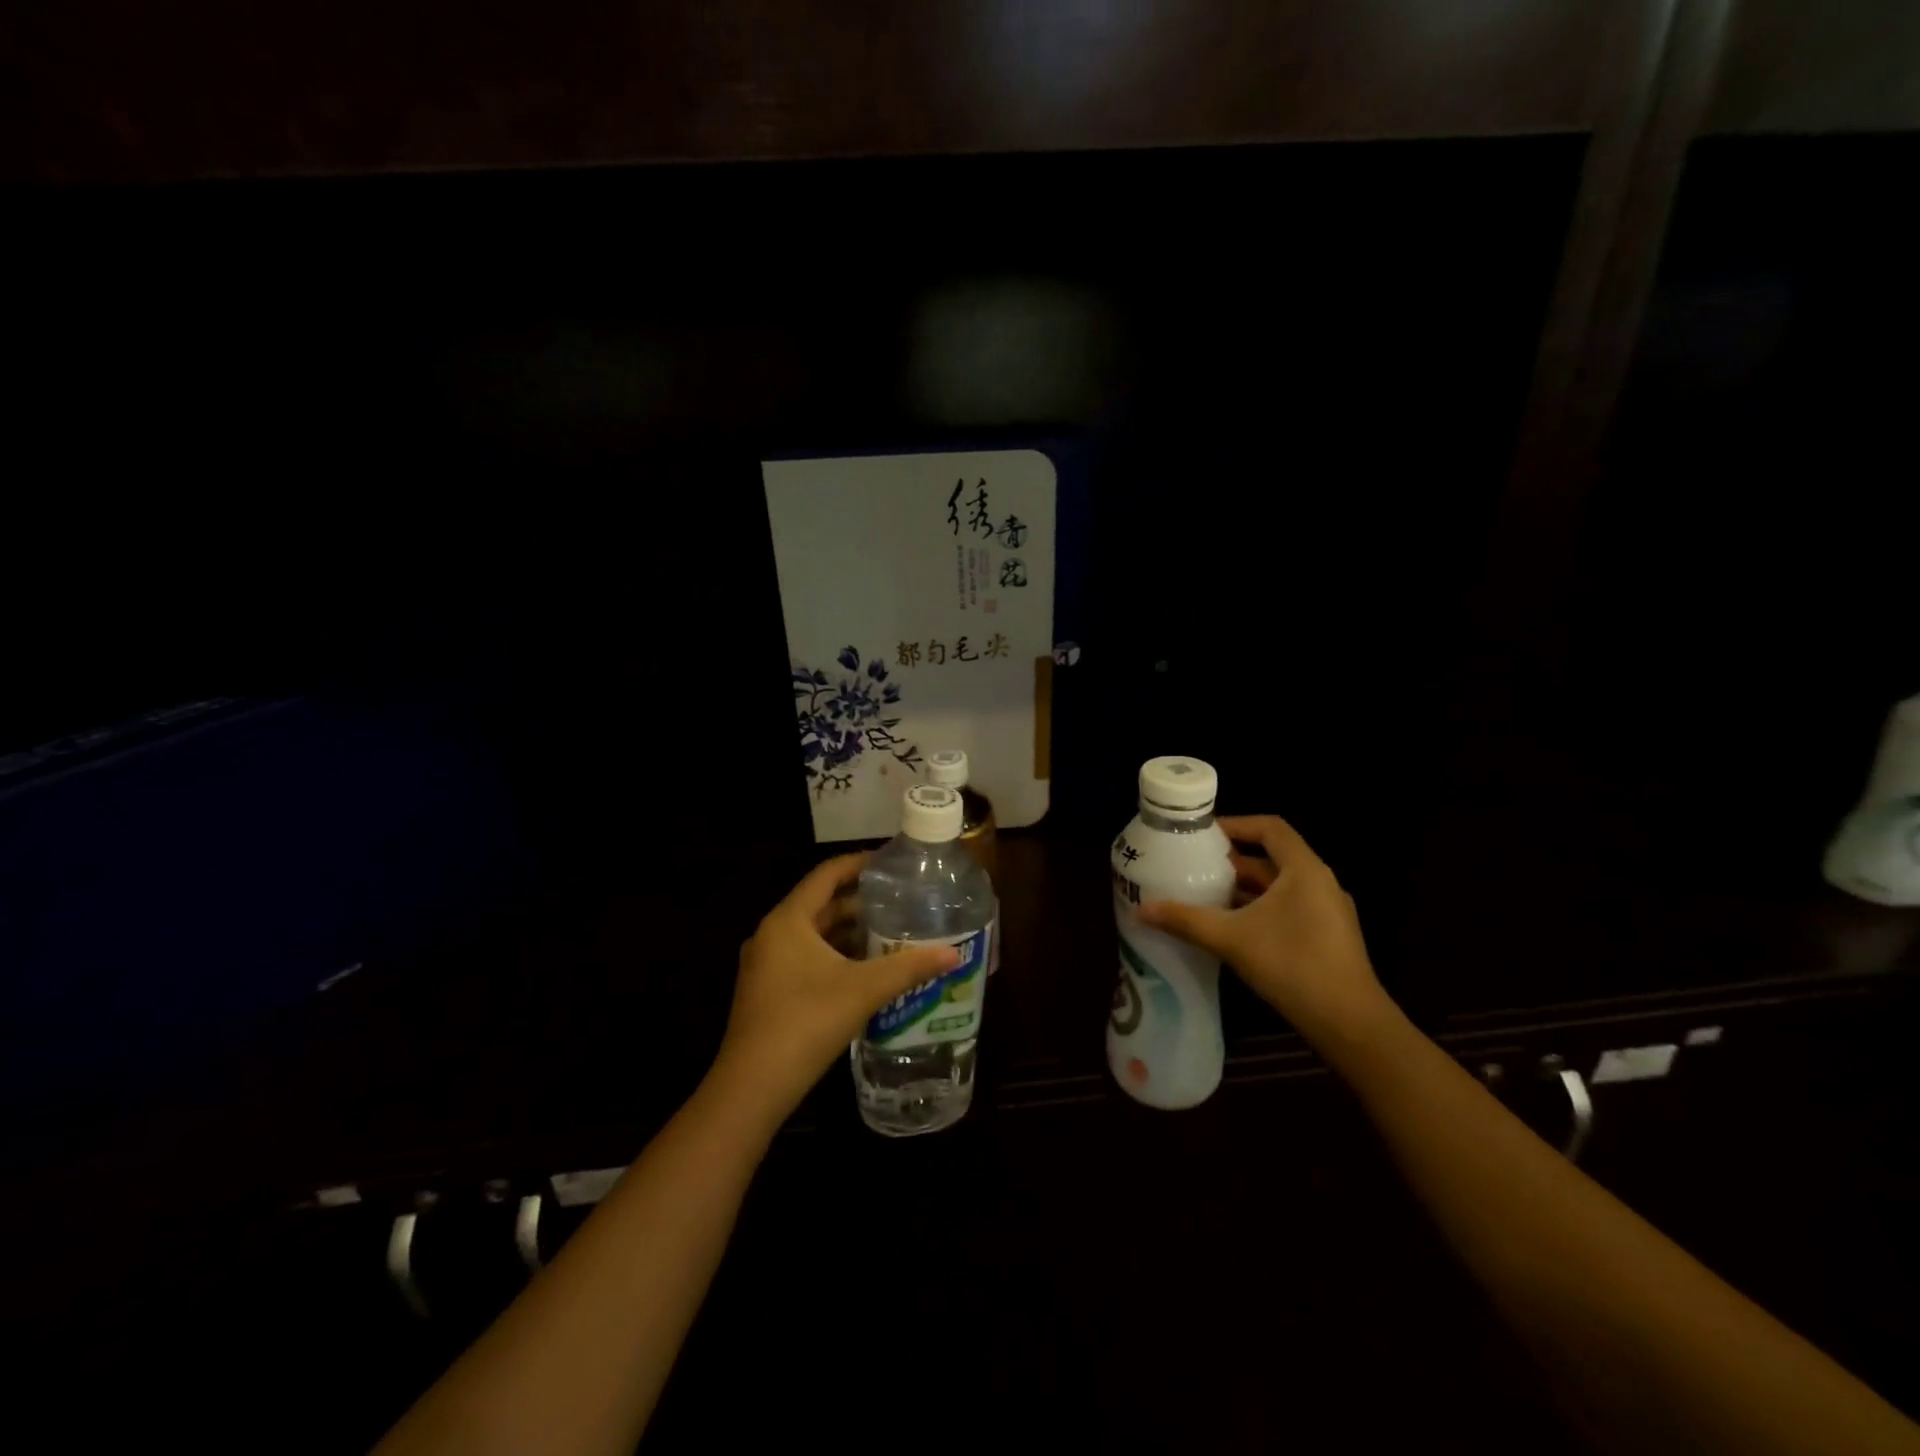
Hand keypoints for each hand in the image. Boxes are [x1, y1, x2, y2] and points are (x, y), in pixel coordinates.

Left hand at [709, 853, 960, 1123]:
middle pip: (820, 904)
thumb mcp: (863, 990)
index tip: (891, 862)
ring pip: (813, 935)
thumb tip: (953, 954)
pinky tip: (865, 971)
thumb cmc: (805, 1023)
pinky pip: (805, 958)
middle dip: (860, 901)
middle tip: (900, 900)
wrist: (751, 1088)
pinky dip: (835, 956)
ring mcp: (766, 965)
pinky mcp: (768, 992)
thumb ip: (908, 968)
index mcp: (788, 921)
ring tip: (890, 932)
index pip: (826, 875)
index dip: (858, 863)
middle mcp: (772, 935)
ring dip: (848, 932)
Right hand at [1137, 815, 1388, 1043]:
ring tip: (1205, 893)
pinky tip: (1232, 927)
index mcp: (1304, 870)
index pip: (1270, 828)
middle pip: (1273, 857)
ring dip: (1245, 887)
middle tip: (1194, 864)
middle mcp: (1320, 883)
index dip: (1236, 825)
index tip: (1203, 834)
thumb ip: (1185, 920)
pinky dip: (1259, 908)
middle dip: (1233, 860)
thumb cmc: (1292, 965)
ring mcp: (1328, 911)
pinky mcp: (1328, 937)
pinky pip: (1289, 908)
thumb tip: (1140, 910)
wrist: (1350, 1023)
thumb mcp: (1231, 938)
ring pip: (1280, 886)